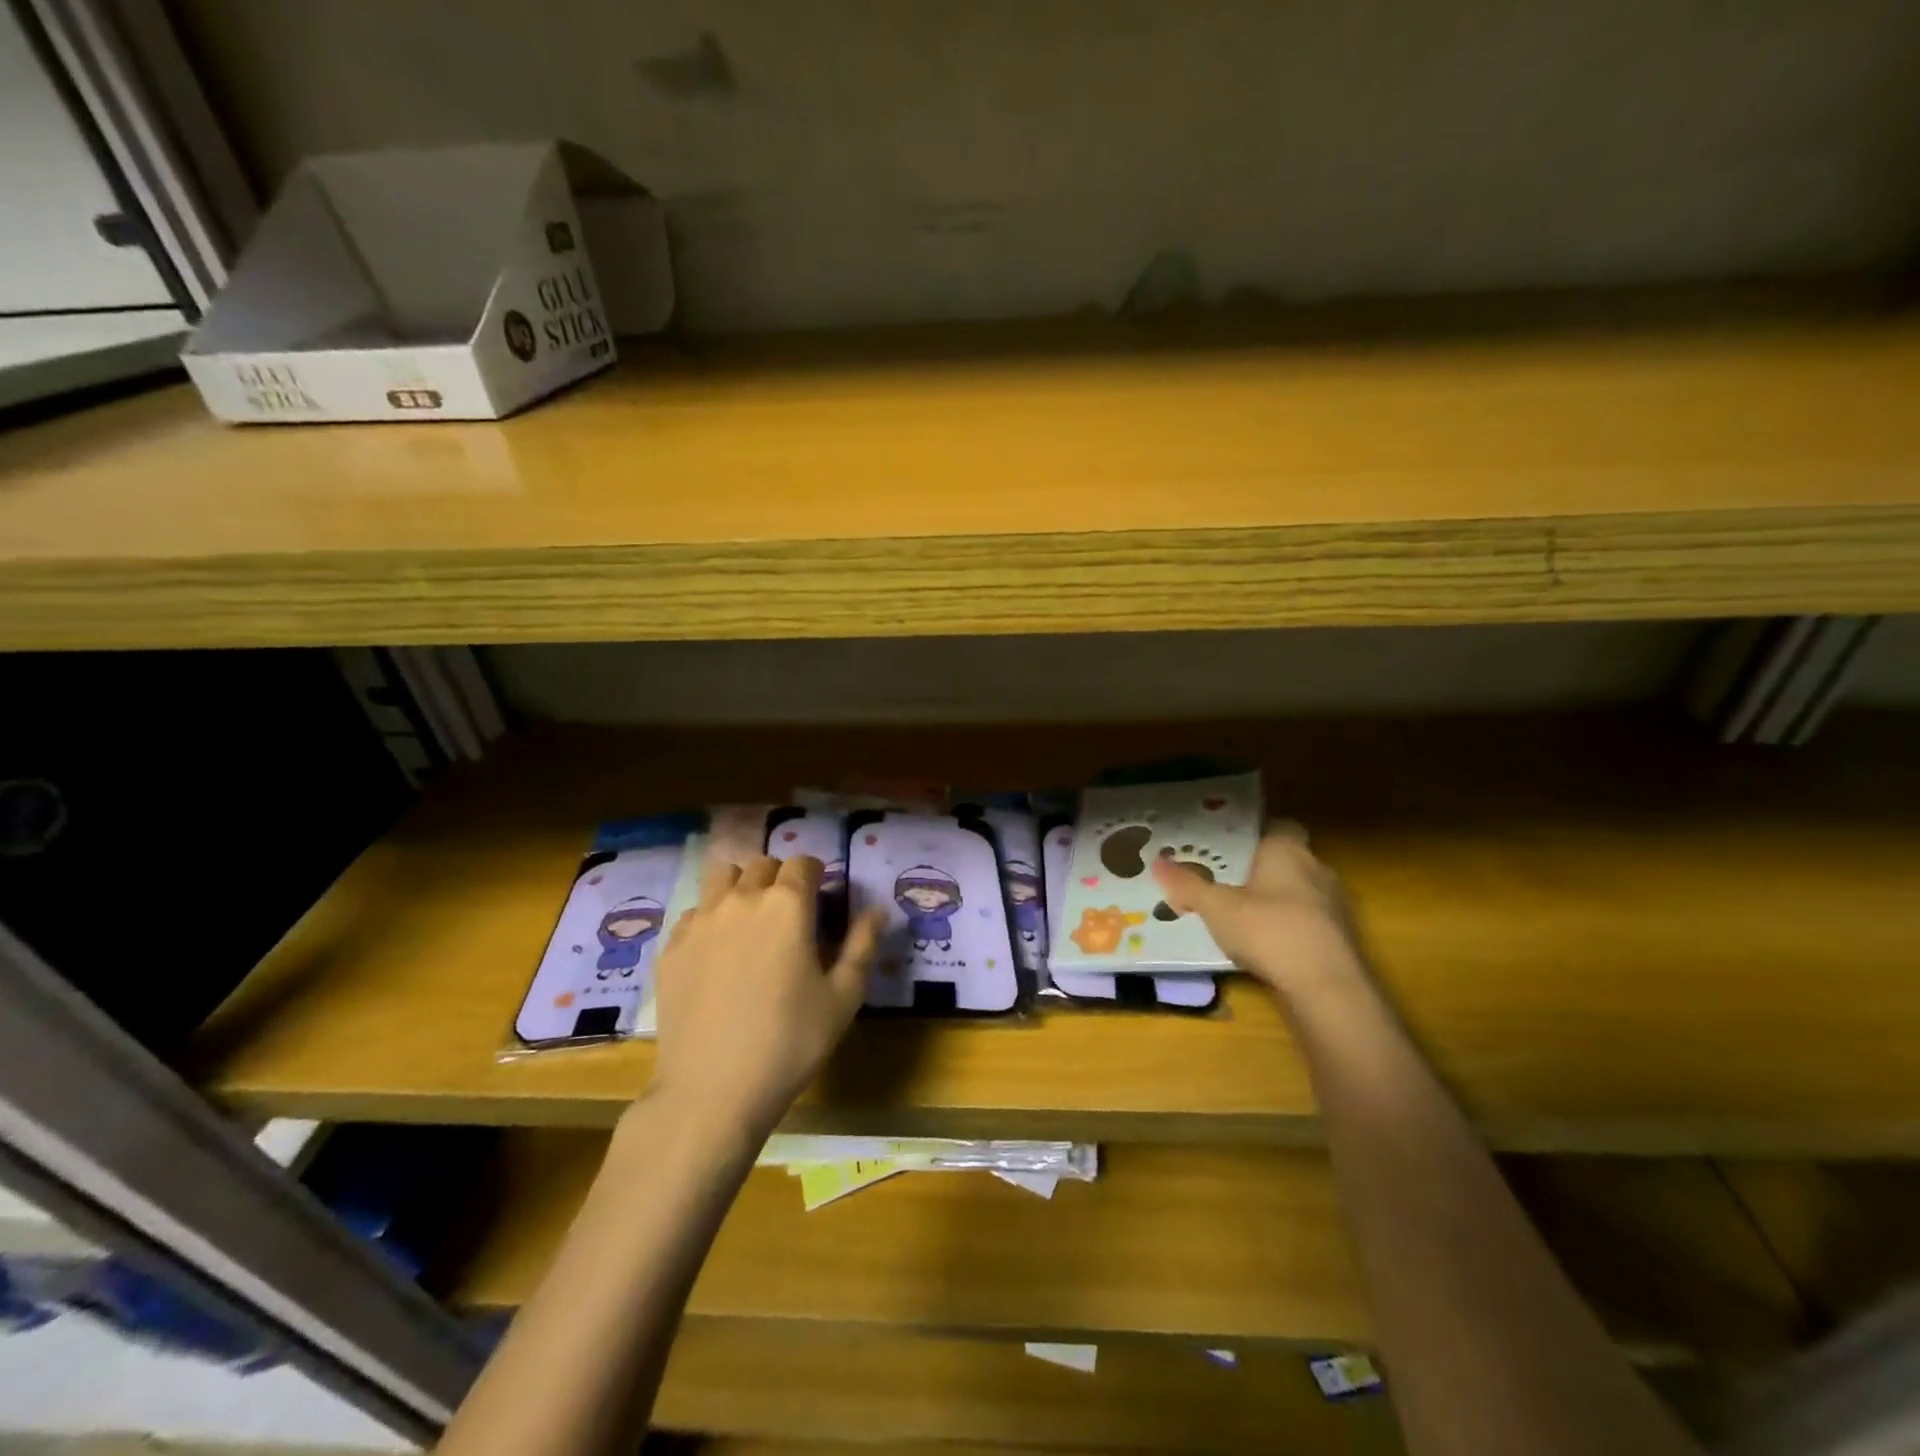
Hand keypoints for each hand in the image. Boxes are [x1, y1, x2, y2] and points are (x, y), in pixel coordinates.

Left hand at [647, 854, 880, 1142]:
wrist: (711, 1091)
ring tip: (750, 919)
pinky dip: (710, 917)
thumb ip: (863, 945)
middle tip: (790, 913)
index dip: (816, 876)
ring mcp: (700, 921)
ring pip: (721, 877)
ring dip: (741, 885)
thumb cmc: (789, 1043)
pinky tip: (717, 951)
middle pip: (762, 864)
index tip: (821, 900)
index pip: (803, 863)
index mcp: (787, 905)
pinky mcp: (671, 947)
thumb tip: (877, 911)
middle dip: (780, 878)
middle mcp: (741, 899)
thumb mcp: (843, 998)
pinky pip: (694, 912)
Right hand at [1152, 827, 1364, 996]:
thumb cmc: (1268, 929)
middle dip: (1260, 868)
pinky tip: (1264, 944)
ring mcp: (1334, 905)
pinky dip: (1288, 928)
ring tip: (1239, 913)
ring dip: (1275, 900)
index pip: (1277, 825)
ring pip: (1299, 891)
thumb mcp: (1216, 907)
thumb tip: (1157, 862)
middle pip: (1287, 859)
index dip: (1254, 832)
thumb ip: (1188, 885)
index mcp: (1288, 849)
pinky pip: (1308, 922)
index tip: (1228, 844)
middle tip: (1224, 878)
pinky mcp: (1341, 939)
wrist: (1325, 987)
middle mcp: (1317, 868)